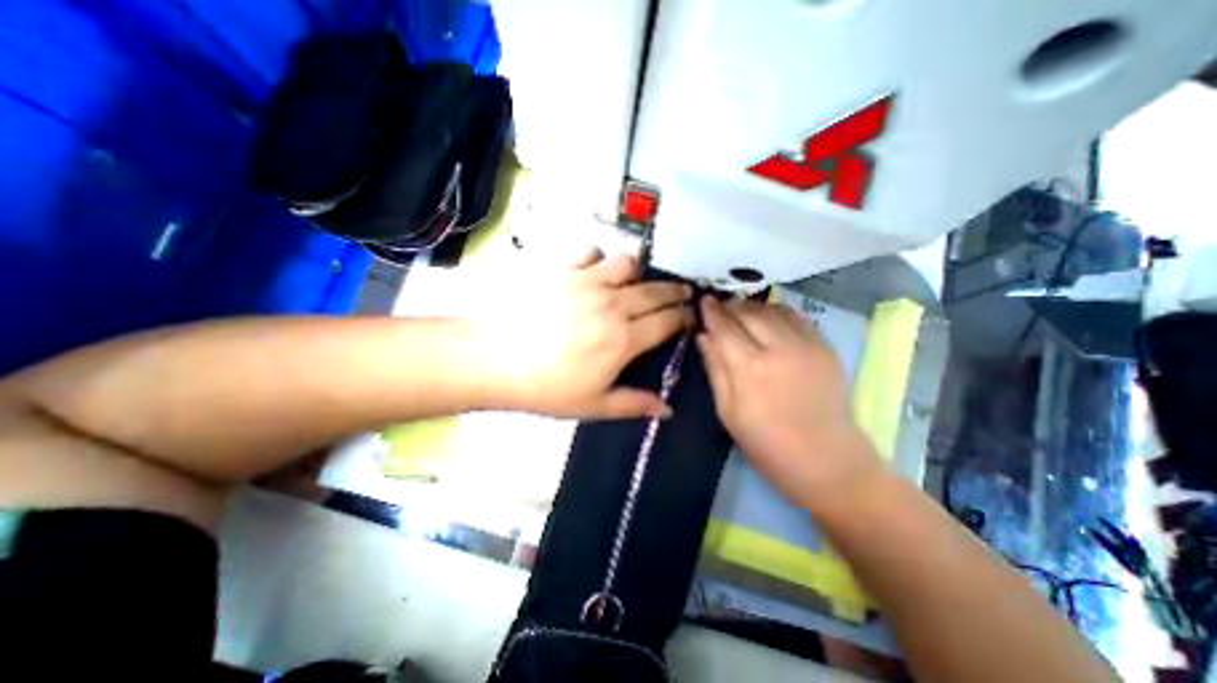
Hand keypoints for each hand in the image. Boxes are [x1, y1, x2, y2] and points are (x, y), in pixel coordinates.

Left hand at [470, 251, 686, 421]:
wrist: (490, 358)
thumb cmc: (543, 388)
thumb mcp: (592, 405)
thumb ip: (633, 404)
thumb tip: (667, 410)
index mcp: (623, 339)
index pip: (667, 321)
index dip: (684, 316)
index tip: (691, 315)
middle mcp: (612, 304)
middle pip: (655, 291)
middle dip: (674, 291)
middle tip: (681, 293)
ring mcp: (586, 281)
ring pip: (628, 264)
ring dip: (636, 274)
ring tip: (632, 284)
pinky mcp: (561, 268)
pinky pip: (590, 251)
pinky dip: (597, 259)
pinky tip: (591, 270)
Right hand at [695, 295, 885, 509]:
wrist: (826, 460)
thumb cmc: (766, 442)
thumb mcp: (727, 411)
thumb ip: (715, 368)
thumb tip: (703, 336)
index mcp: (750, 368)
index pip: (724, 327)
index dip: (711, 312)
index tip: (703, 301)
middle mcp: (779, 348)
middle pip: (748, 312)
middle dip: (730, 306)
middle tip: (719, 306)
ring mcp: (807, 345)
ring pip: (773, 309)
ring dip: (752, 306)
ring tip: (741, 311)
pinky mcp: (825, 347)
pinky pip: (797, 317)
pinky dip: (778, 312)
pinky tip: (769, 318)